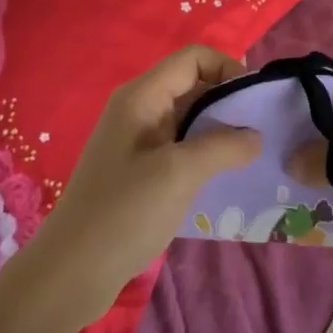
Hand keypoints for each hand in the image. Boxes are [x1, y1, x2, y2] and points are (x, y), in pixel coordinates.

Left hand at [26, 47, 261, 323]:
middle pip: (193, 86)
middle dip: (228, 103)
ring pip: (188, 120)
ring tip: (252, 156)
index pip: (193, 58)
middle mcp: (139, 109)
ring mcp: (137, 141)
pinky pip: (180, 148)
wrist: (70, 274)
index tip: (254, 102)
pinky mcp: (139, 171)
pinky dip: (204, 156)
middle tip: (262, 132)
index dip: (228, 69)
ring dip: (219, 132)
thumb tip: (256, 136)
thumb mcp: (180, 173)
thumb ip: (223, 147)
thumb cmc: (124, 212)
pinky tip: (224, 180)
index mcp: (143, 96)